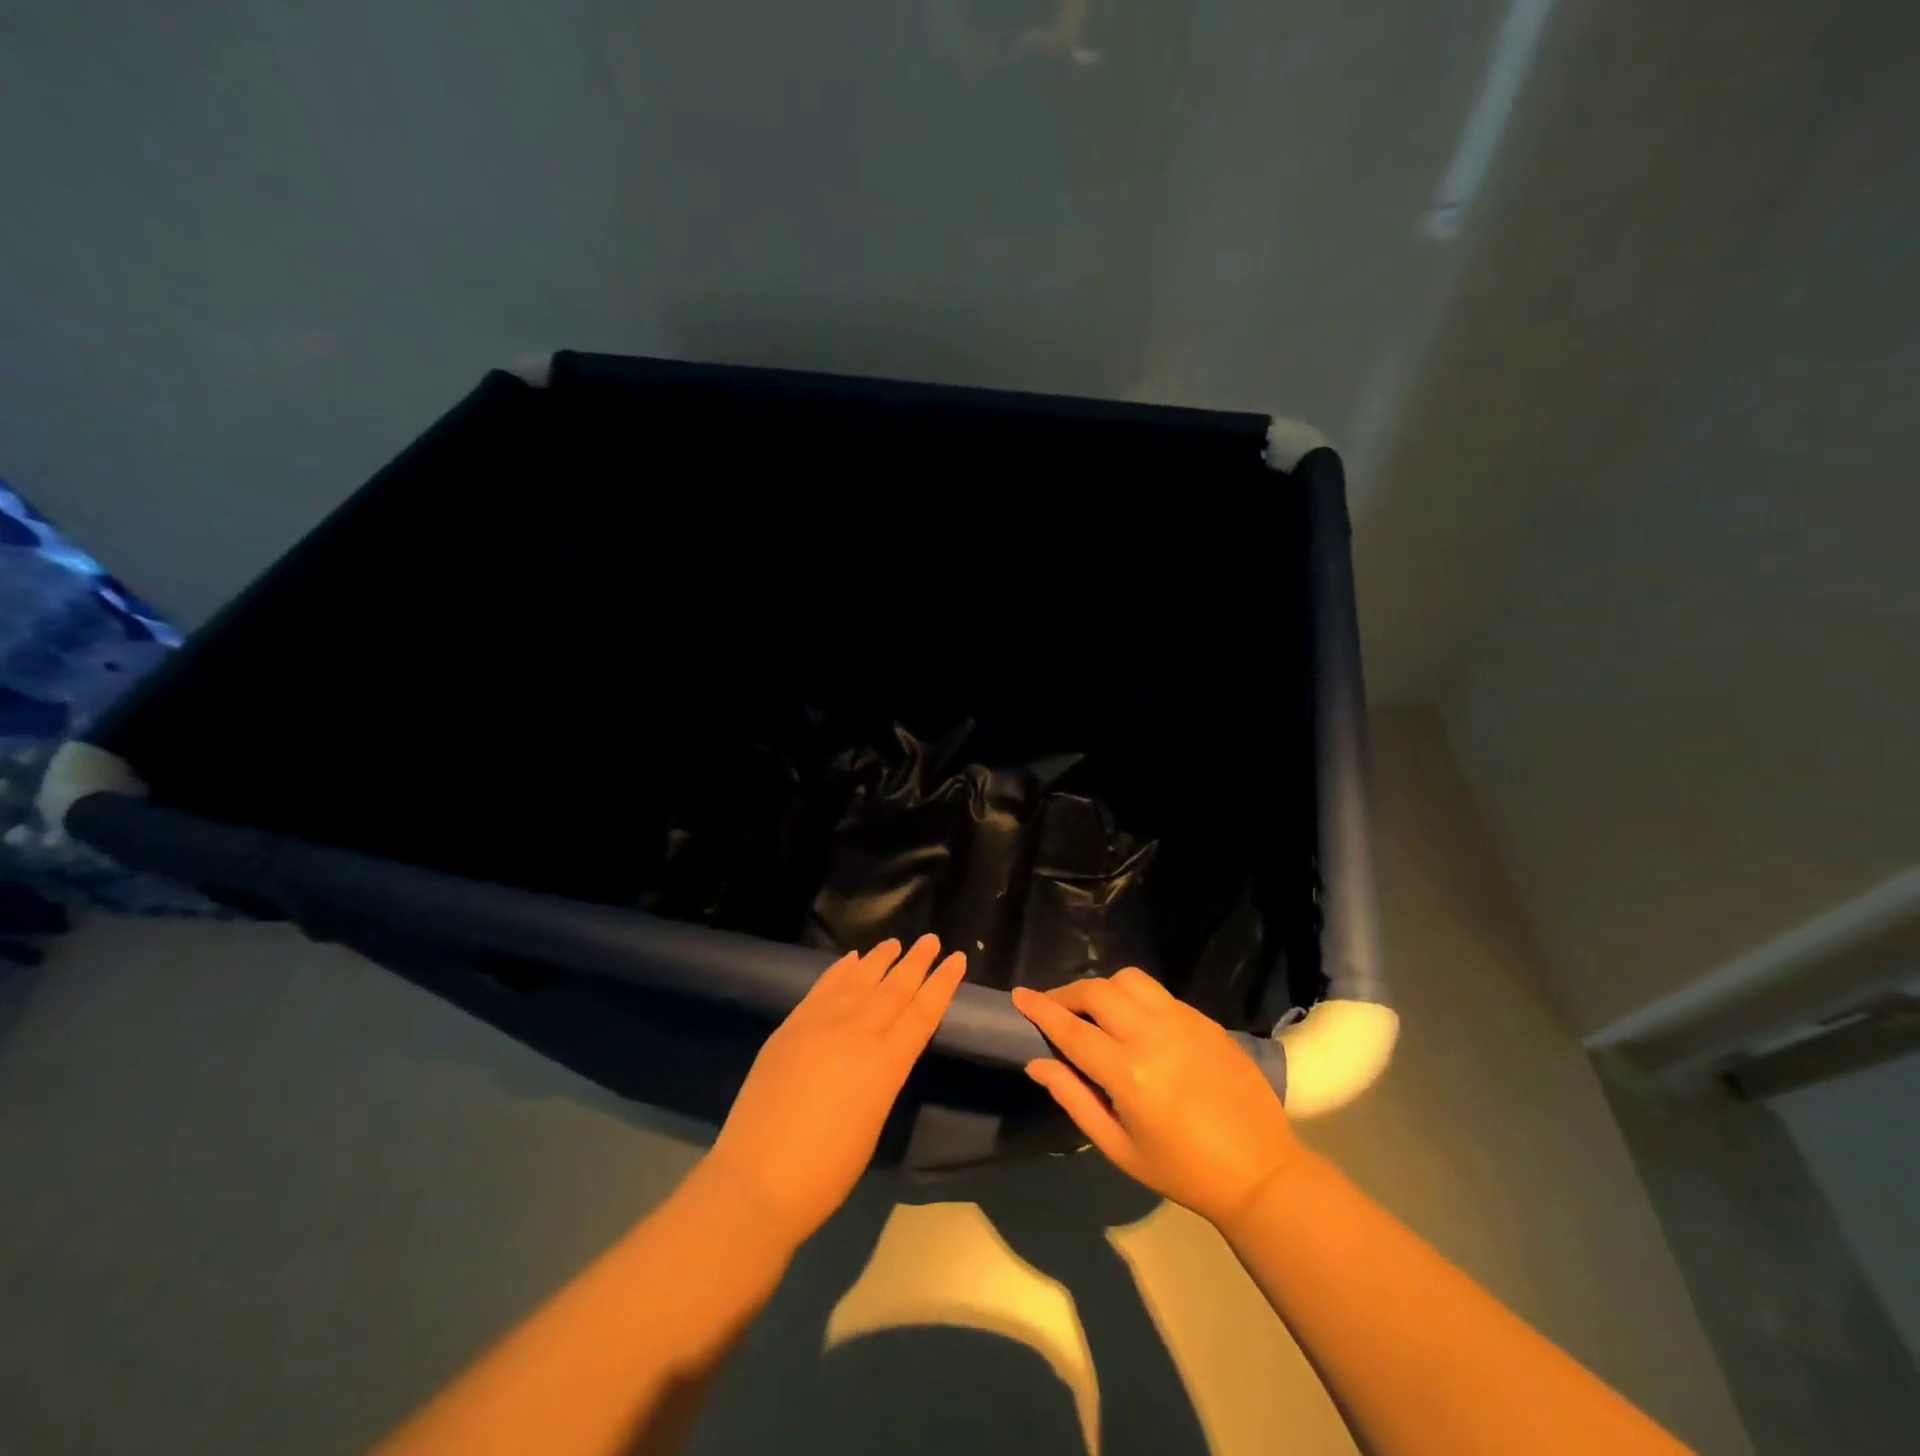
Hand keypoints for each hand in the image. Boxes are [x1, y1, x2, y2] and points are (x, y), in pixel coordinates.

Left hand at [705, 935, 965, 1247]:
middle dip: (916, 962)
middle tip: (931, 939)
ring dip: (879, 959)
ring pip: (859, 980)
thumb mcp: (873, 1122)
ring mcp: (820, 1025)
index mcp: (885, 1065)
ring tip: (895, 943)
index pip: (922, 1013)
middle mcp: (857, 1034)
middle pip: (894, 989)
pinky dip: (840, 971)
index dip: (942, 984)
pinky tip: (851, 960)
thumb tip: (879, 1053)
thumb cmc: (826, 1171)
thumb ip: (881, 1077)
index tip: (957, 959)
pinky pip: (823, 988)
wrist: (757, 1179)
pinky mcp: (791, 1027)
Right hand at [1012, 970, 1299, 1226]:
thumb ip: (1073, 1099)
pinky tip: (1134, 1022)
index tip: (1018, 995)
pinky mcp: (1204, 1020)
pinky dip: (1134, 998)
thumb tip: (1037, 1062)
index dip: (1040, 1009)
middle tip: (1054, 1008)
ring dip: (1102, 988)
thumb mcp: (1119, 1148)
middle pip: (1097, 991)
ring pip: (1129, 979)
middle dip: (1067, 994)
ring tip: (1095, 1011)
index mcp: (1128, 1073)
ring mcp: (1182, 1021)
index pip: (1071, 1028)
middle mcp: (1152, 1036)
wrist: (1260, 1171)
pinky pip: (1158, 993)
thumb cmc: (1182, 1170)